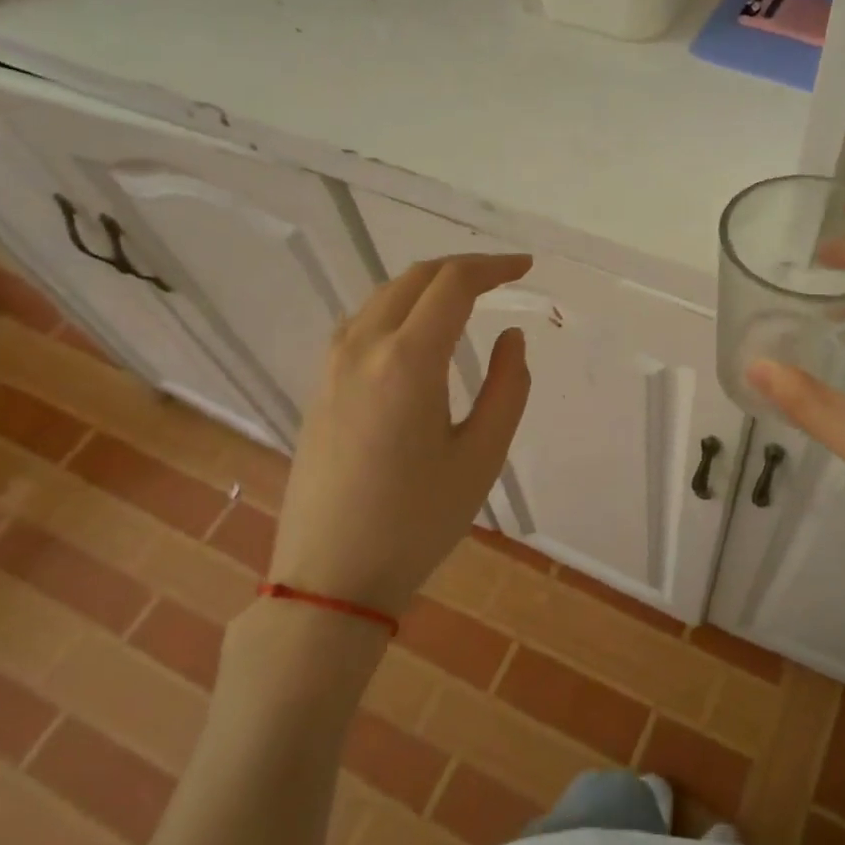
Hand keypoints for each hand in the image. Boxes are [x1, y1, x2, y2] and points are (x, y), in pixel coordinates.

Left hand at [271, 254, 531, 617]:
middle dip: (462, 268)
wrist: (331, 577)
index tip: (525, 267)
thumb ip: (508, 387)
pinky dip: (397, 307)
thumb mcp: (482, 456)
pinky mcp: (319, 387)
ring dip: (427, 285)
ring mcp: (332, 366)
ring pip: (383, 296)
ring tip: (465, 298)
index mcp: (407, 360)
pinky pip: (361, 323)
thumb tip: (511, 337)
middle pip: (414, 279)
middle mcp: (363, 348)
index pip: (453, 284)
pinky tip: (415, 332)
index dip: (493, 267)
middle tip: (502, 277)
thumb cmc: (417, 521)